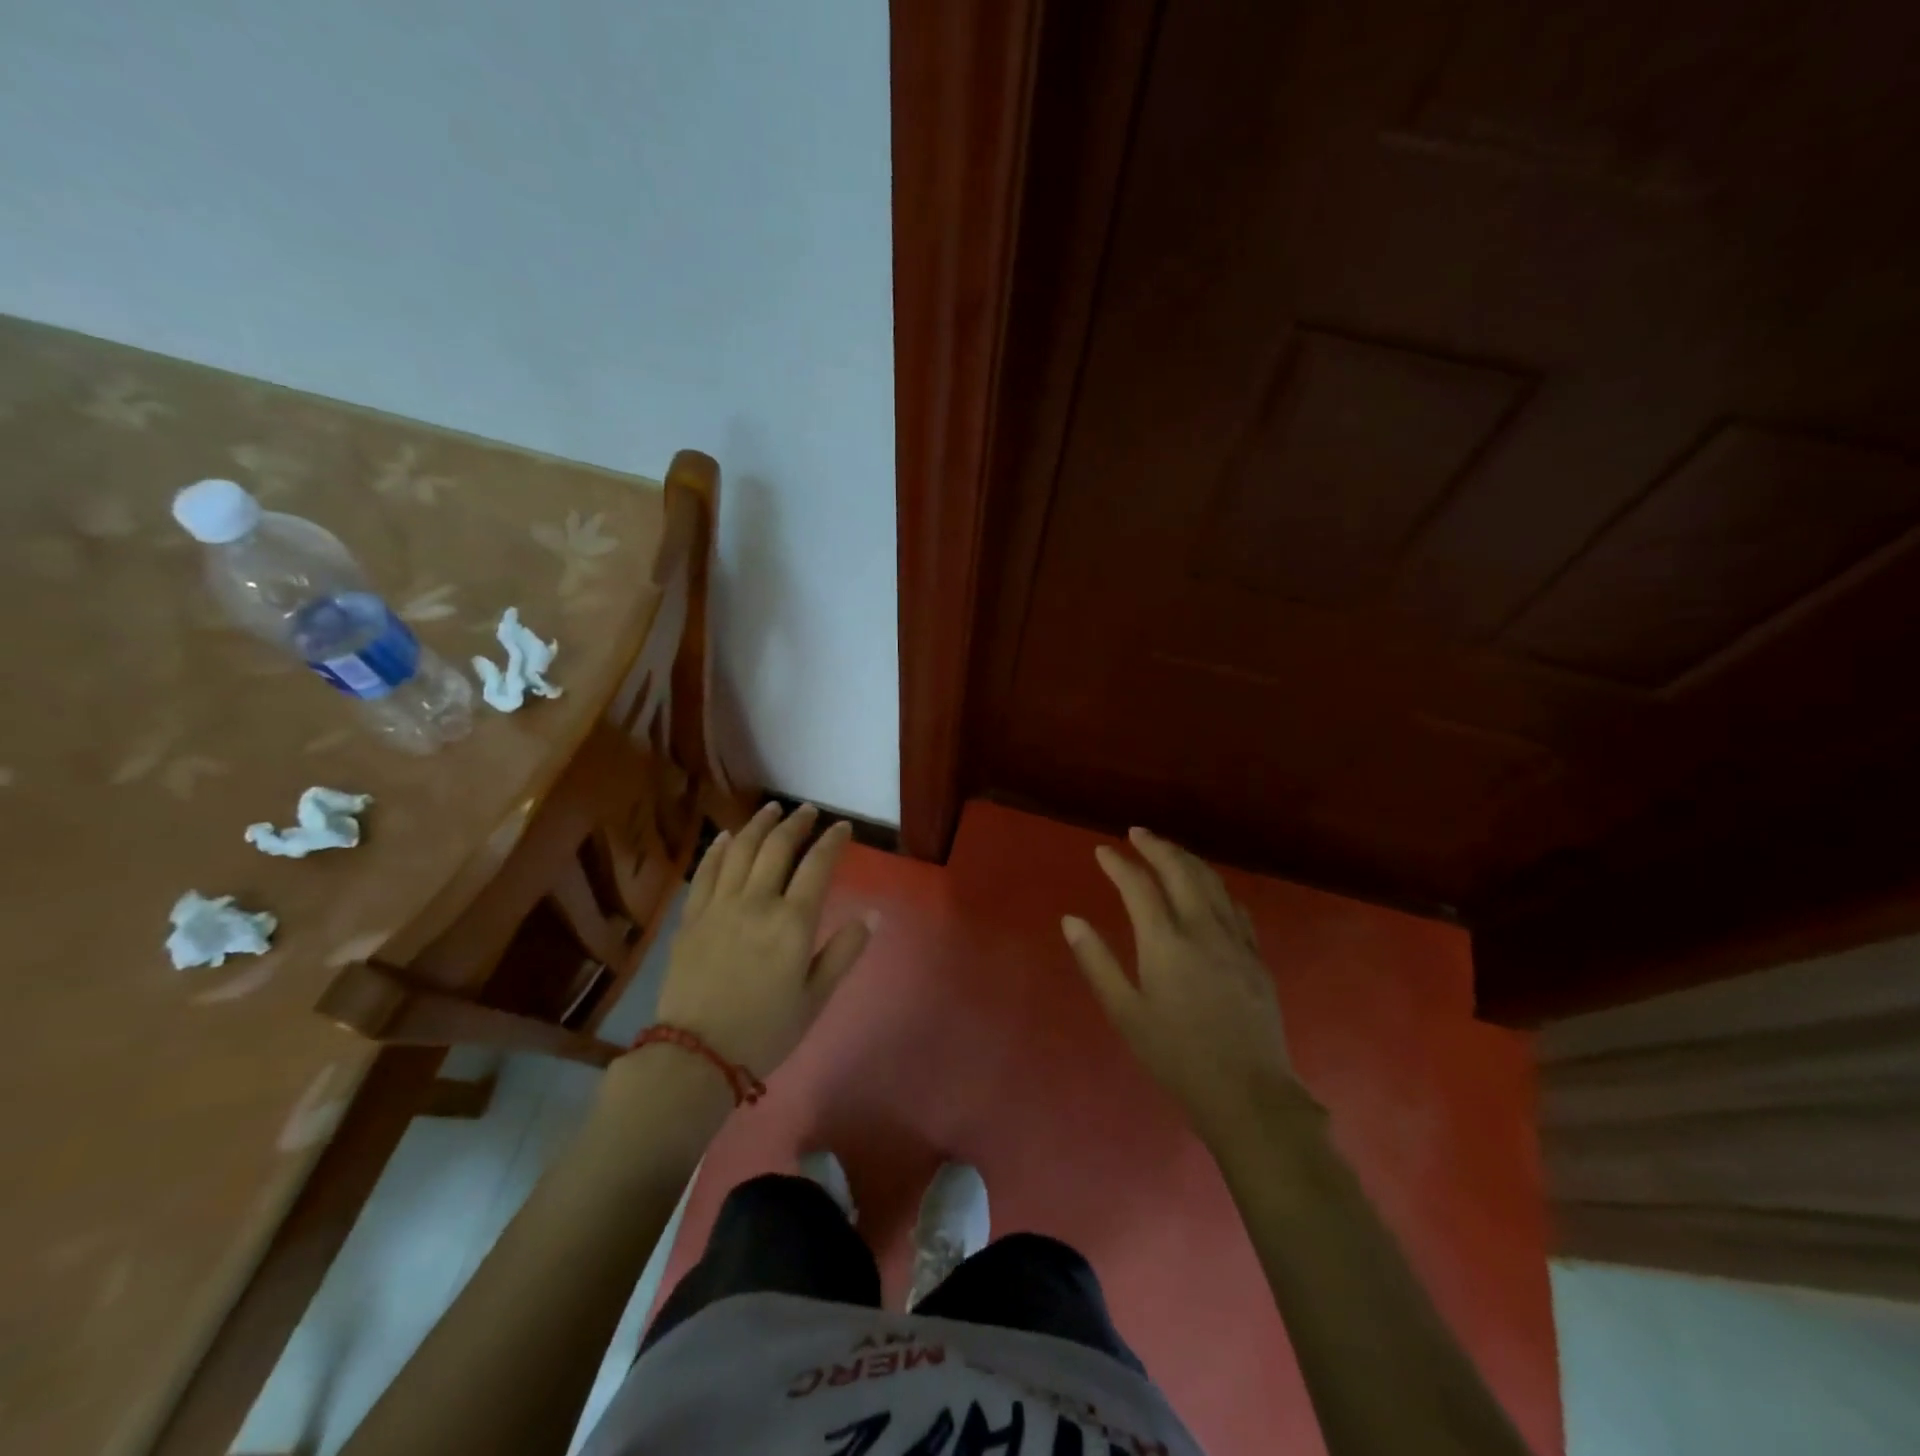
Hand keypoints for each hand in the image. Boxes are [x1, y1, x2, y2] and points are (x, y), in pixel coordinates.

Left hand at [650, 802, 874, 1080]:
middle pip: (777, 848)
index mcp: (792, 923)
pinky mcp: (692, 917)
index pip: (817, 866)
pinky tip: (727, 836)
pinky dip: (718, 849)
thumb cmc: (765, 1031)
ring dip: (758, 824)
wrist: (695, 1056)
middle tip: (808, 810)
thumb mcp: (815, 998)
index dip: (832, 841)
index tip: (843, 827)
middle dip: (796, 823)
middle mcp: (756, 903)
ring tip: (771, 809)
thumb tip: (874, 914)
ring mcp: (720, 906)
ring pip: (741, 851)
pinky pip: (706, 872)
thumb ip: (843, 951)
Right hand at [1063, 827, 1300, 1137]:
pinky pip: (1235, 906)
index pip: (1139, 887)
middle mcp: (1202, 929)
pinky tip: (1210, 888)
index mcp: (1165, 942)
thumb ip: (1097, 961)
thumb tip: (1071, 920)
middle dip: (1156, 846)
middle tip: (1138, 833)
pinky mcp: (1256, 956)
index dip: (1119, 864)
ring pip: (1211, 881)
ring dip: (1187, 858)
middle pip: (1180, 871)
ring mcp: (1235, 940)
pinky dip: (1216, 885)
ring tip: (1168, 849)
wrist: (1248, 1093)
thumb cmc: (1176, 1056)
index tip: (1103, 851)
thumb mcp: (1125, 1013)